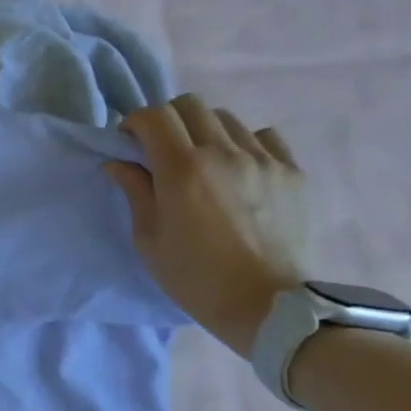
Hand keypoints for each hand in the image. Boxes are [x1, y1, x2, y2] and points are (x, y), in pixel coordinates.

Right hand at [105, 96, 309, 357]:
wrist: (266, 305)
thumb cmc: (194, 276)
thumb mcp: (148, 238)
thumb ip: (135, 191)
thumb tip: (119, 163)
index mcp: (182, 169)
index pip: (154, 117)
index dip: (134, 122)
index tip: (128, 142)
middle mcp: (223, 152)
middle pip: (190, 106)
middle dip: (167, 120)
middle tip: (160, 148)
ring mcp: (263, 159)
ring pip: (226, 118)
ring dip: (204, 130)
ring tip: (200, 161)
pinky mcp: (292, 172)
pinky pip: (264, 137)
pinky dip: (242, 142)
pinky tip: (236, 170)